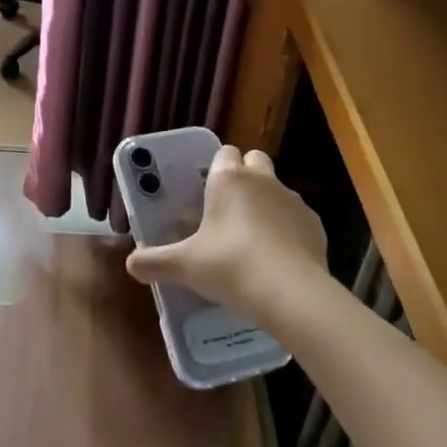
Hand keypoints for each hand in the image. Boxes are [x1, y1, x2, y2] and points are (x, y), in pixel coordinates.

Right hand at [125, 146, 328, 329]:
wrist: (291, 294)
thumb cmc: (230, 267)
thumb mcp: (184, 267)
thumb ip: (154, 262)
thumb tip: (130, 264)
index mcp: (228, 179)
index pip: (224, 153)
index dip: (215, 169)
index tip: (206, 192)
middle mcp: (262, 180)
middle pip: (254, 160)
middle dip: (245, 175)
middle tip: (228, 209)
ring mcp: (293, 200)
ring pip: (277, 189)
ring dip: (266, 203)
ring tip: (253, 240)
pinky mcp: (315, 224)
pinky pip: (297, 218)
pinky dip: (288, 230)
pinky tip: (278, 259)